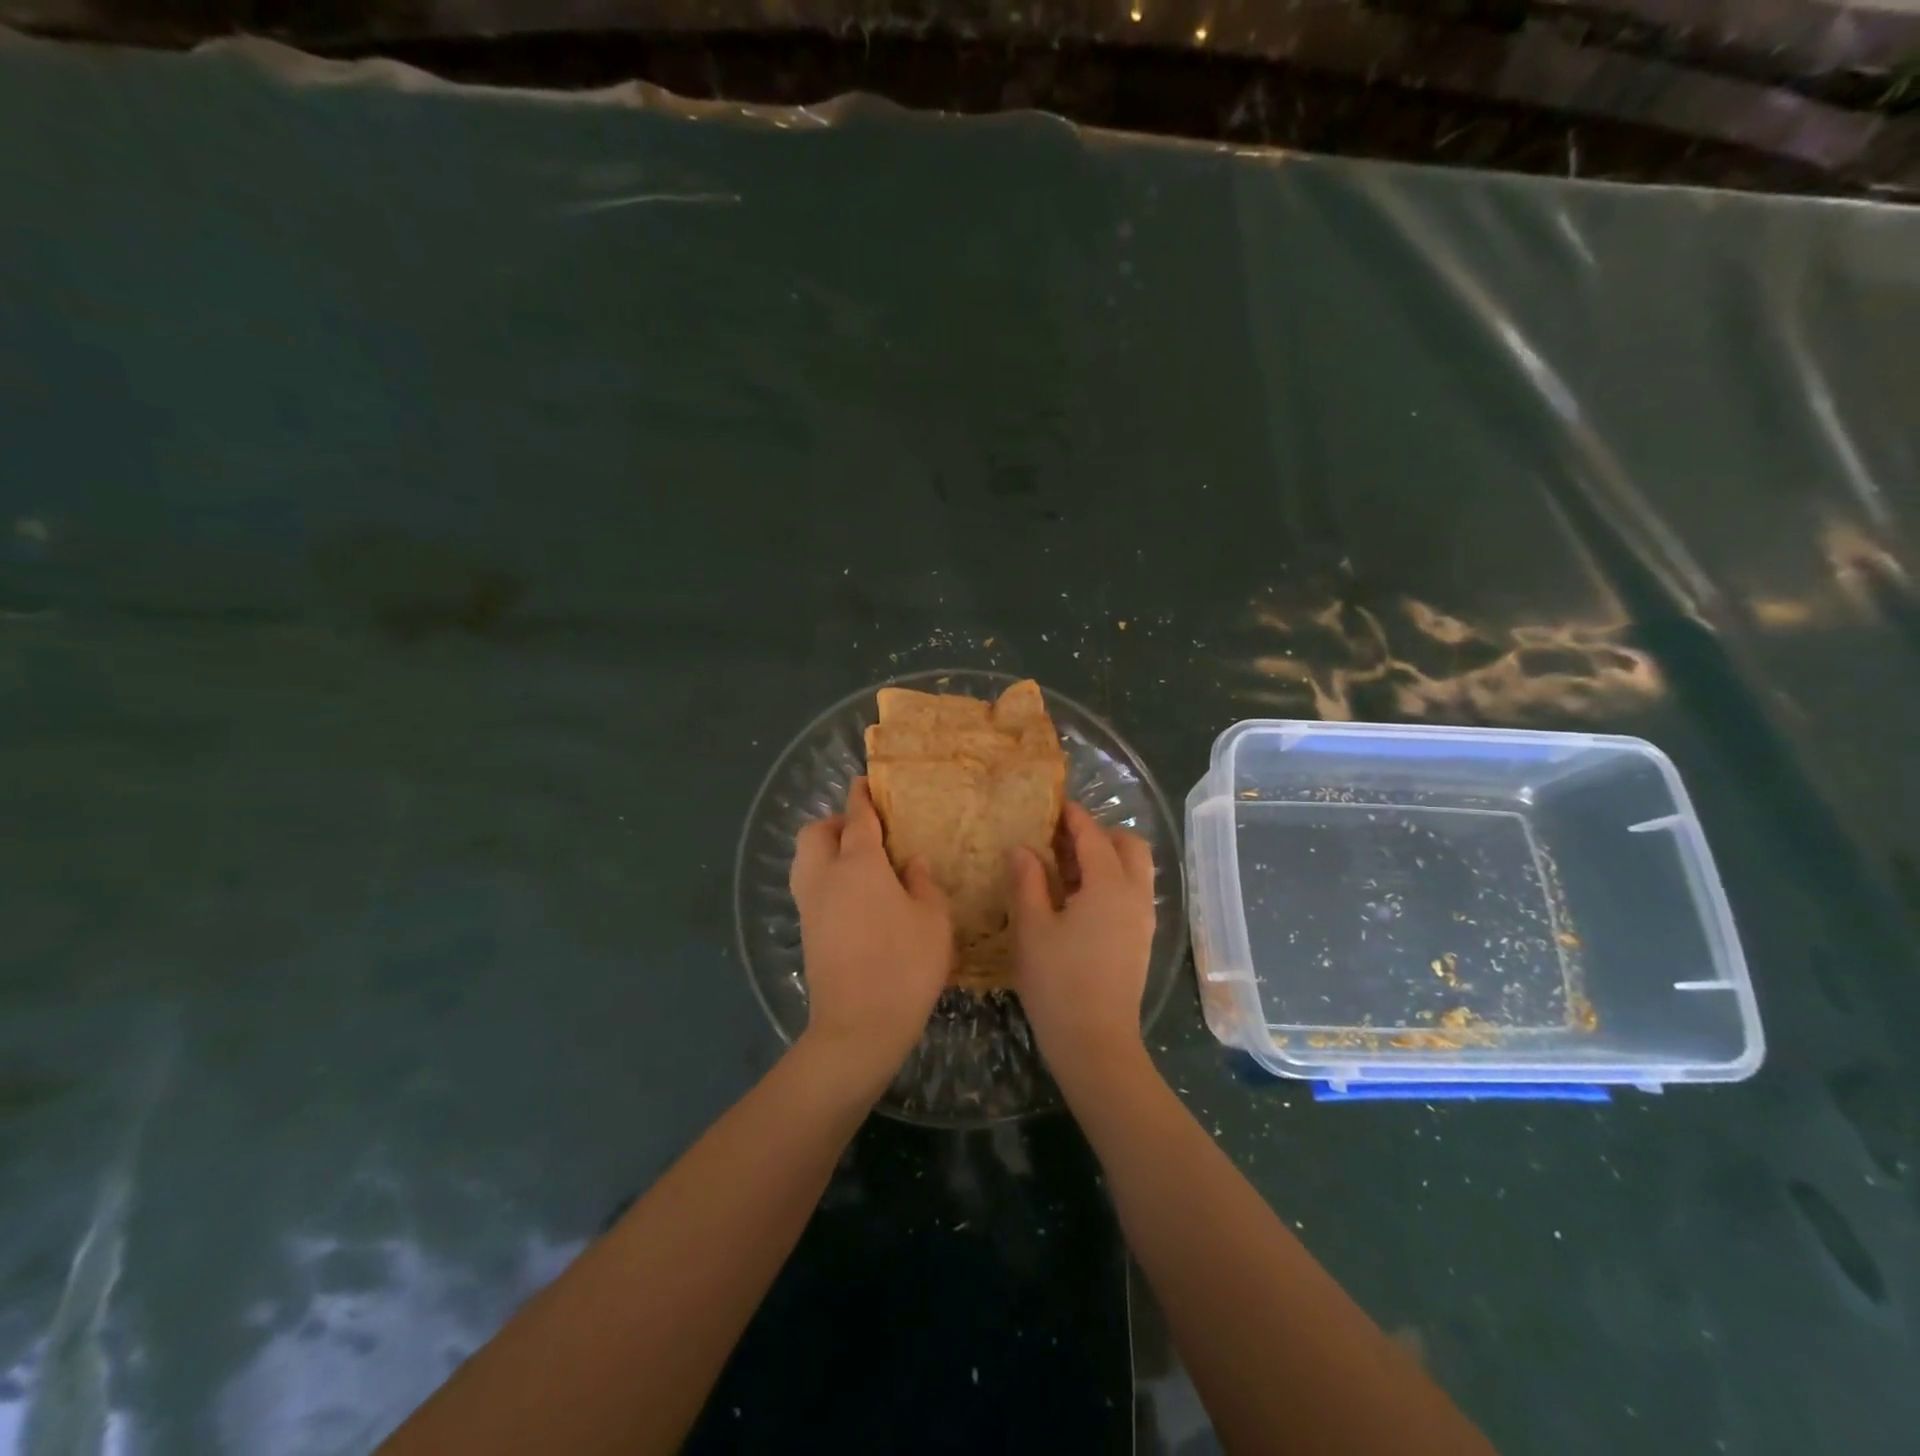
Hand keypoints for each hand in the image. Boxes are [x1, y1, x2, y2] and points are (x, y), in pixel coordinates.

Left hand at [789, 777, 952, 1096]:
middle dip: (835, 823)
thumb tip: (913, 865)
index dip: (861, 796)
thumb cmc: (905, 964)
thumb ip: (924, 884)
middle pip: (816, 833)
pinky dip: (825, 879)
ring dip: (825, 851)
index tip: (864, 782)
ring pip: (805, 860)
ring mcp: (810, 906)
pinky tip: (855, 899)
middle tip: (866, 833)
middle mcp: (826, 877)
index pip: (857, 817)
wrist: (858, 1027)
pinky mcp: (806, 933)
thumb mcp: (933, 920)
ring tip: (860, 865)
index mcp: (859, 864)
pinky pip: (810, 888)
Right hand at [1009, 802, 1156, 1090]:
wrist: (1096, 1043)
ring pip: (1135, 869)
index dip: (1073, 817)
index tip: (1054, 805)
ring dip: (1108, 857)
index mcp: (1109, 886)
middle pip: (1129, 845)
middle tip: (1063, 839)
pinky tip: (1079, 899)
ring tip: (1066, 868)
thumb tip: (1022, 849)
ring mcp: (1143, 920)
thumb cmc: (1057, 982)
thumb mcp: (1032, 928)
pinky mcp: (1141, 940)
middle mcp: (1135, 895)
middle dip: (1101, 833)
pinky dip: (1112, 880)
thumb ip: (1027, 881)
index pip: (1093, 836)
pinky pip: (1133, 892)